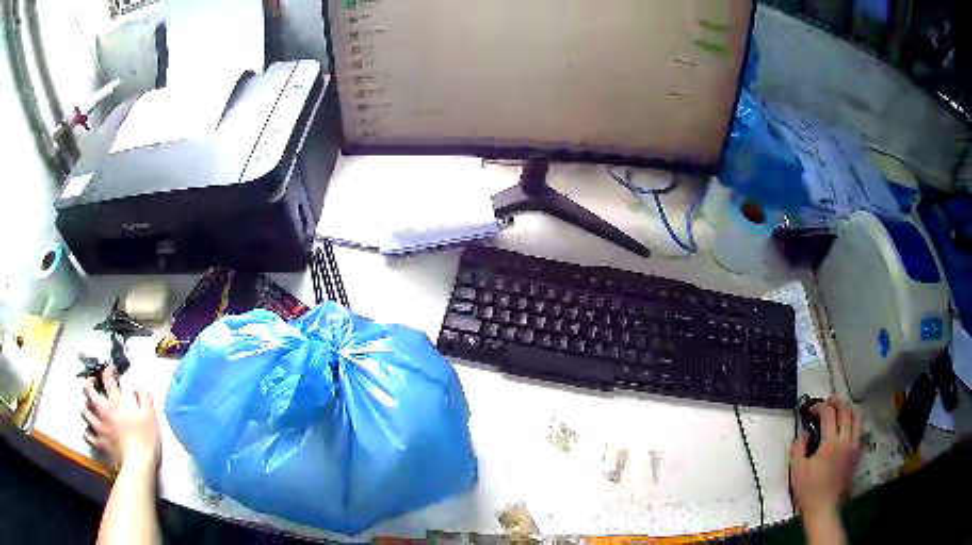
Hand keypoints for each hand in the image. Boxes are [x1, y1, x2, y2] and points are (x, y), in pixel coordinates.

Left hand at [82, 365, 160, 470]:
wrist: (138, 465)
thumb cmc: (145, 439)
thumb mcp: (150, 416)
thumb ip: (144, 397)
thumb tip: (137, 387)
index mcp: (116, 401)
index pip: (107, 378)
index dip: (108, 370)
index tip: (111, 370)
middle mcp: (103, 410)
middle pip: (88, 390)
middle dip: (88, 383)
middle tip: (92, 384)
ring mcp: (99, 427)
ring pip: (84, 411)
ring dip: (86, 407)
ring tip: (89, 408)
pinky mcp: (98, 443)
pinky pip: (87, 434)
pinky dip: (87, 431)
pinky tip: (90, 431)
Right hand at [791, 396, 861, 523]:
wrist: (824, 509)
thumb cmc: (808, 491)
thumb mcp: (797, 470)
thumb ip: (799, 448)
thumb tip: (804, 433)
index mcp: (830, 443)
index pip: (829, 414)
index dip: (819, 407)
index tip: (811, 409)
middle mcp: (846, 440)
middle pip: (845, 411)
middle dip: (836, 402)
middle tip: (826, 401)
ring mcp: (854, 446)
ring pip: (856, 417)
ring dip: (848, 408)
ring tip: (839, 408)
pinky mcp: (857, 454)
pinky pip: (859, 430)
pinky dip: (853, 421)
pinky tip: (846, 425)